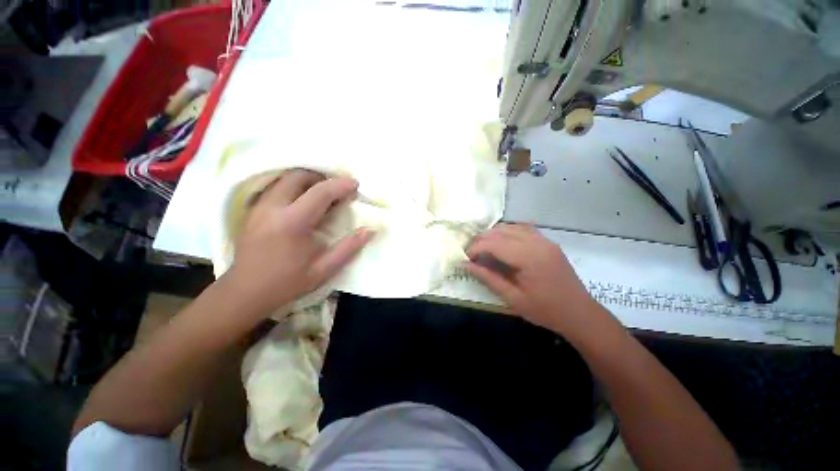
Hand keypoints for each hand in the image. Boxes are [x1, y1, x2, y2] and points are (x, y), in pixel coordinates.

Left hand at [227, 170, 374, 314]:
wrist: (247, 291)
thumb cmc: (285, 284)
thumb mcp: (321, 272)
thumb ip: (347, 249)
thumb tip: (370, 230)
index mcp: (293, 222)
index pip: (321, 191)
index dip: (340, 185)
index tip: (354, 185)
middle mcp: (274, 206)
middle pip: (299, 175)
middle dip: (319, 177)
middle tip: (332, 191)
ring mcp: (259, 206)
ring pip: (283, 179)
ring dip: (302, 181)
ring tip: (314, 195)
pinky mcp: (251, 210)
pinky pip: (273, 189)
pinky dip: (287, 189)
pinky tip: (293, 205)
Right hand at [465, 223, 604, 337]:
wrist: (577, 311)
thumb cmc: (545, 311)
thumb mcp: (514, 299)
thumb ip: (489, 279)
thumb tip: (466, 265)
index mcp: (529, 257)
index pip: (494, 243)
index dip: (476, 249)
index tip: (464, 260)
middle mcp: (537, 242)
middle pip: (503, 231)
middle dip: (483, 239)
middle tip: (470, 254)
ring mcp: (546, 240)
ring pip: (514, 227)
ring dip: (496, 234)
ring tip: (484, 249)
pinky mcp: (550, 243)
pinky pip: (527, 230)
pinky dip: (511, 233)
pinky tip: (504, 244)